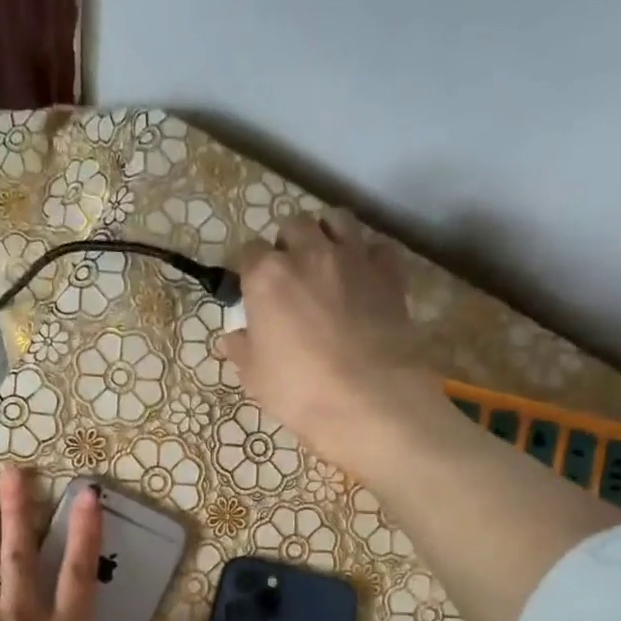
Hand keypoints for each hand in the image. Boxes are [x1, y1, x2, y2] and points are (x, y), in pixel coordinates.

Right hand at [219, 212, 443, 478]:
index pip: (247, 252)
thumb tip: (231, 339)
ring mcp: (353, 259)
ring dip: (328, 233)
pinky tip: (365, 276)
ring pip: (338, 220)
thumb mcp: (255, 376)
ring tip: (327, 259)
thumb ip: (241, 350)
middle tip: (290, 273)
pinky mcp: (389, 274)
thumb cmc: (299, 390)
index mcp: (267, 276)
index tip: (249, 288)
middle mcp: (309, 254)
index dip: (247, 269)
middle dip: (288, 243)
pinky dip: (370, 256)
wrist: (368, 400)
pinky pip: (379, 247)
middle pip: (294, 226)